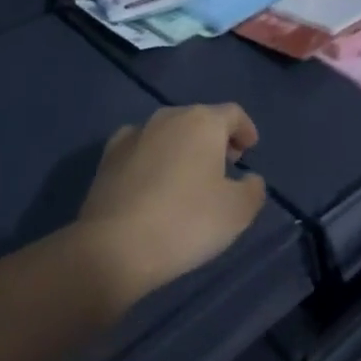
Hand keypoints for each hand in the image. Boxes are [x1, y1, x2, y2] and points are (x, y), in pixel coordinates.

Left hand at [76, 104, 267, 310]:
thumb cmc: (186, 222)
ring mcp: (134, 134)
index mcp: (203, 122)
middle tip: (224, 166)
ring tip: (188, 177)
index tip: (250, 149)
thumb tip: (249, 179)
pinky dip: (153, 157)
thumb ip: (253, 189)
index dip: (245, 129)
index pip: (233, 114)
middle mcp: (168, 117)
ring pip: (169, 132)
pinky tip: (153, 180)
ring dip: (183, 147)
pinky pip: (140, 147)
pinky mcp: (108, 156)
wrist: (114, 246)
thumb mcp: (238, 212)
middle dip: (215, 139)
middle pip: (200, 119)